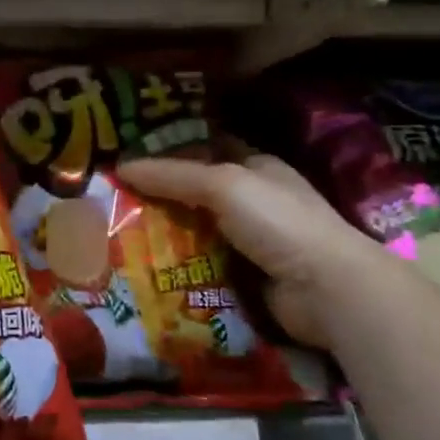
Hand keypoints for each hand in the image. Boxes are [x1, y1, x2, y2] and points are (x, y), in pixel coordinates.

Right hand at [117, 153, 389, 346]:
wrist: (327, 290)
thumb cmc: (279, 222)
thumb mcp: (223, 185)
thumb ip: (172, 175)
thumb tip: (121, 167)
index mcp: (256, 167)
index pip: (206, 149)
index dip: (170, 150)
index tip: (128, 157)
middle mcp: (255, 201)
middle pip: (196, 194)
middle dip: (159, 198)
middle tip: (112, 201)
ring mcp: (252, 242)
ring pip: (196, 233)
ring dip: (164, 237)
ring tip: (117, 237)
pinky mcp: (247, 279)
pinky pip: (202, 268)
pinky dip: (178, 269)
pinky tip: (145, 269)